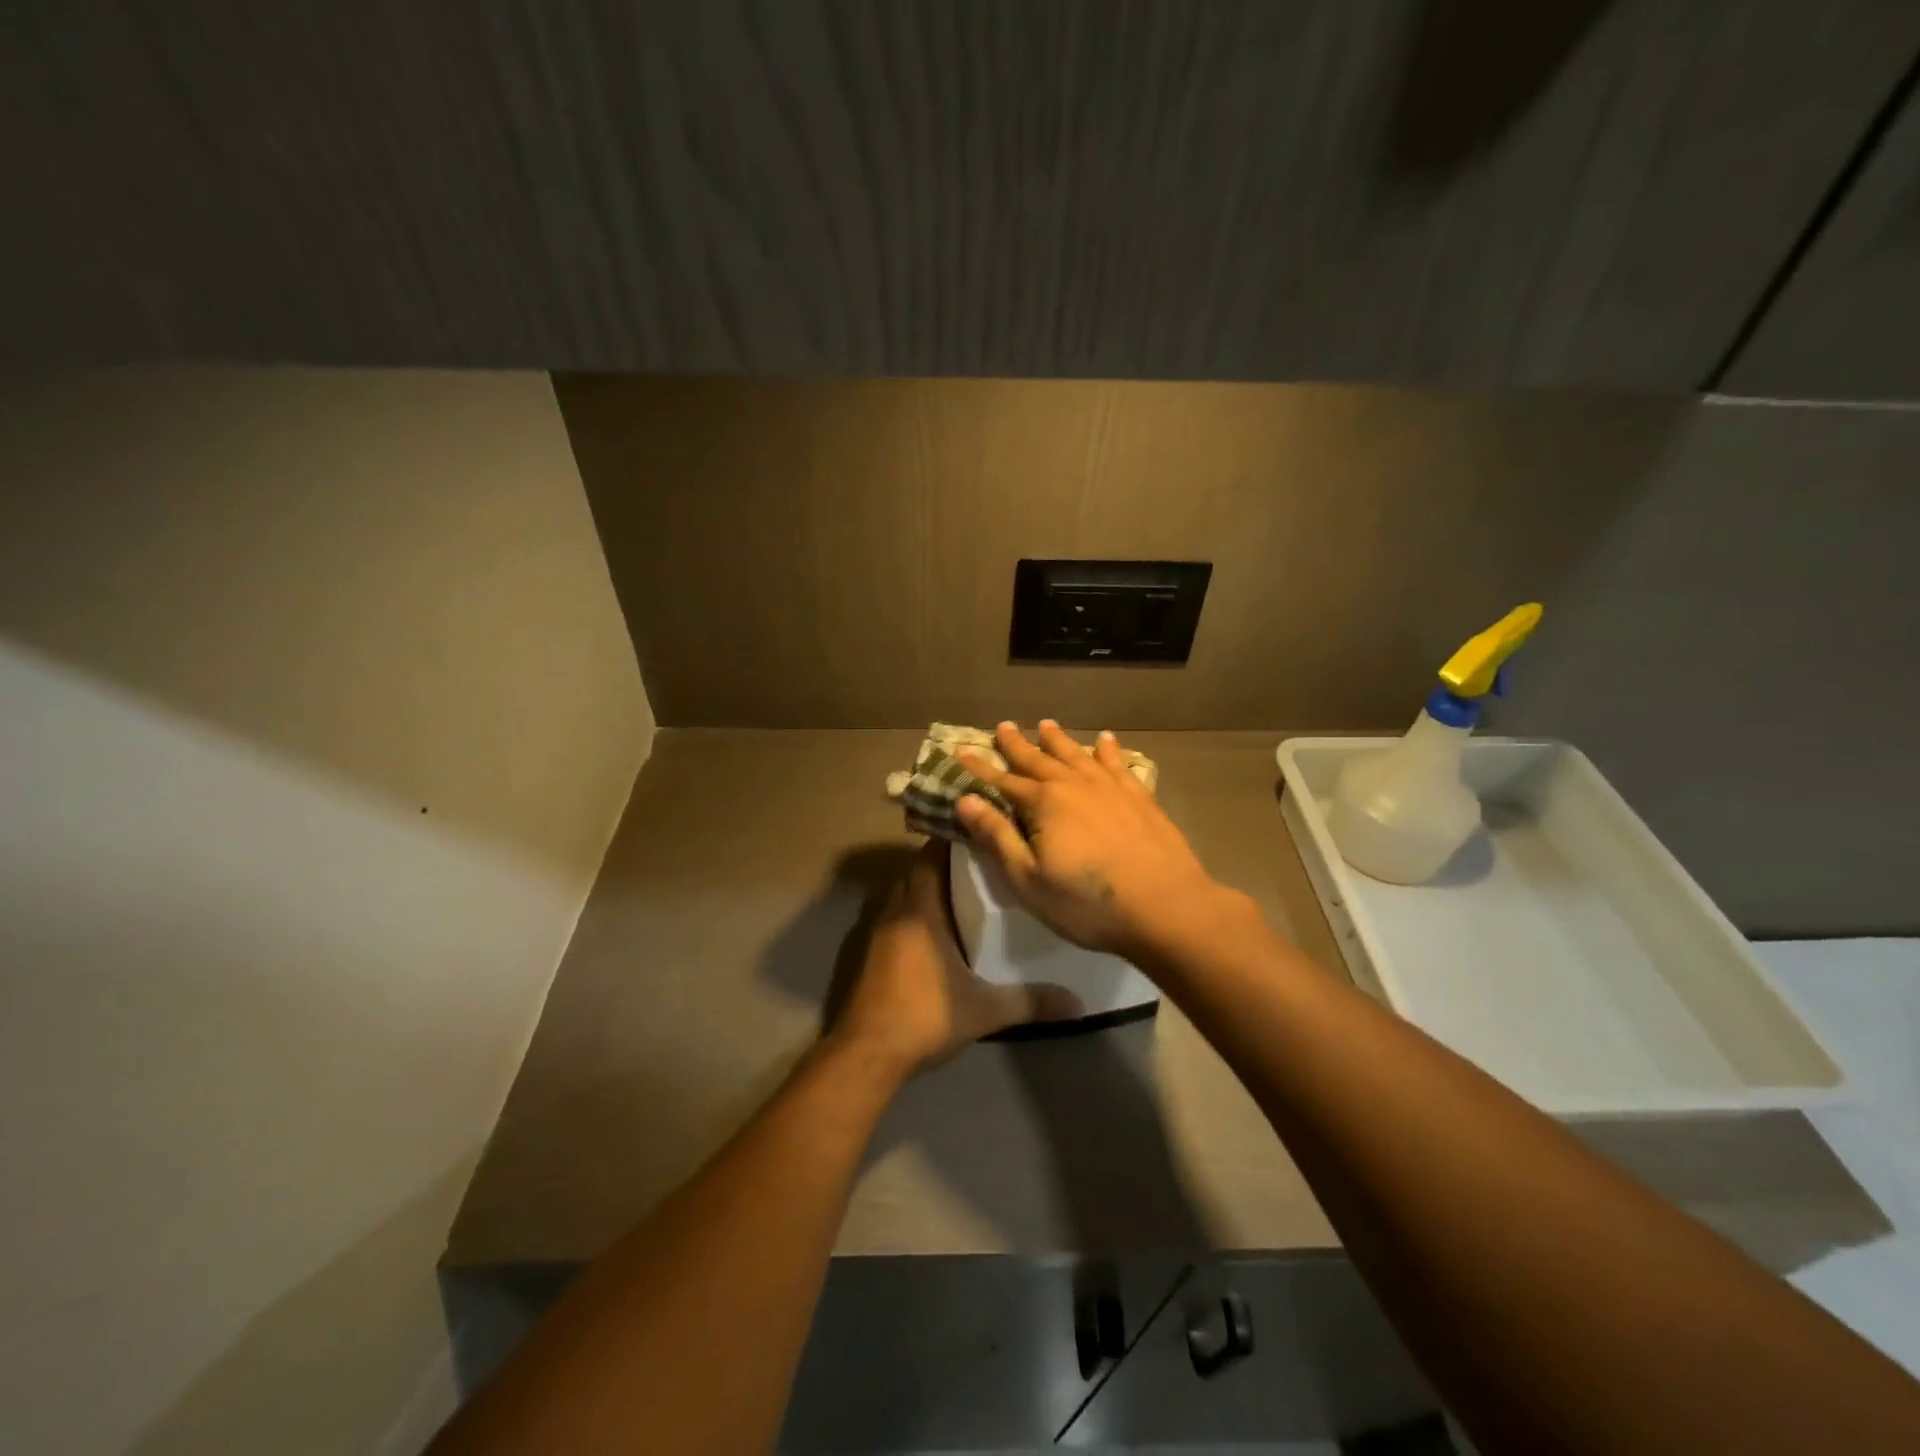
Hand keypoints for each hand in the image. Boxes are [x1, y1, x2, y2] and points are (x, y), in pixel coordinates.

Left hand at [830, 841, 1081, 1074]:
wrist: (867, 1054)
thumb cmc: (925, 1016)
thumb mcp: (985, 1010)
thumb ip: (1031, 1002)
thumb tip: (1078, 1003)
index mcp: (920, 908)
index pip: (932, 855)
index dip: (954, 840)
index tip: (983, 835)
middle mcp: (895, 909)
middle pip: (919, 870)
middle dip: (947, 864)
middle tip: (984, 865)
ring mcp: (877, 931)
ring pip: (905, 893)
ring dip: (929, 888)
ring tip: (967, 893)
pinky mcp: (870, 952)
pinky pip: (895, 915)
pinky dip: (915, 912)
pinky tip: (939, 932)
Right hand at [955, 721, 1231, 957]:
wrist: (1166, 905)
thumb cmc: (1088, 903)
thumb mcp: (1029, 879)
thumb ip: (997, 837)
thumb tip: (966, 800)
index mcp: (1043, 804)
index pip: (1003, 781)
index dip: (980, 768)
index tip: (960, 751)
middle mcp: (1074, 785)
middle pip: (1039, 759)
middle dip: (1018, 744)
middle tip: (1003, 726)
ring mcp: (1110, 788)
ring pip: (1076, 755)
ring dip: (1058, 740)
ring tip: (1046, 725)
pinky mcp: (1139, 797)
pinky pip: (1117, 764)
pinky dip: (1108, 750)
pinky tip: (1105, 740)